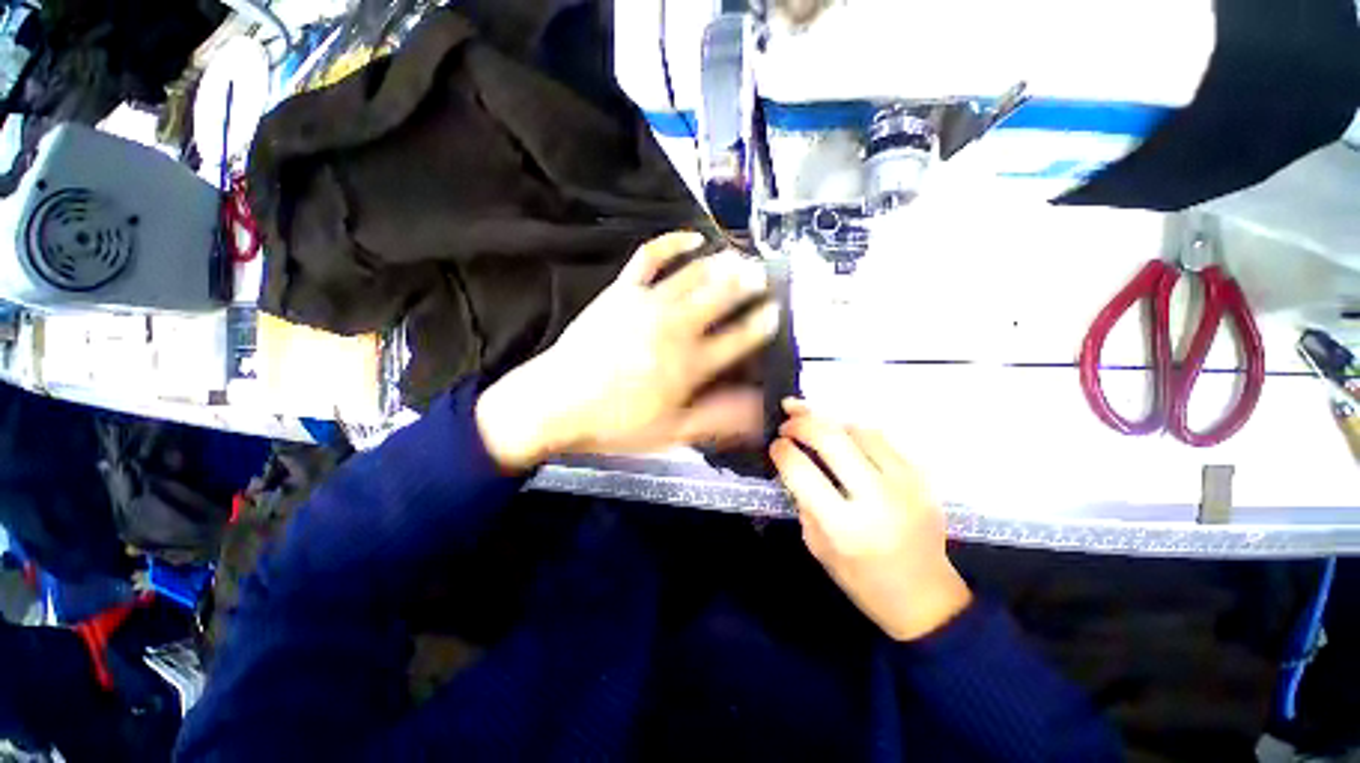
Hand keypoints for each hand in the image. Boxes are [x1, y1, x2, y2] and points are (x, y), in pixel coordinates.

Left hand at [477, 231, 779, 470]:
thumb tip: (756, 409)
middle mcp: (676, 328)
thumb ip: (716, 417)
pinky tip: (691, 236)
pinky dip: (673, 242)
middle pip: (721, 298)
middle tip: (764, 275)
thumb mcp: (671, 432)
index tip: (775, 313)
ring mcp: (648, 304)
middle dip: (748, 285)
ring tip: (741, 256)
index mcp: (690, 364)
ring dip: (722, 263)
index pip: (738, 338)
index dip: (760, 325)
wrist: (557, 403)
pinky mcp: (622, 291)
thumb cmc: (616, 423)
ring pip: (694, 275)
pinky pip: (651, 257)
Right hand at [771, 399, 971, 641]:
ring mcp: (905, 483)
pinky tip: (843, 437)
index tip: (775, 445)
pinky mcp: (922, 476)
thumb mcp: (817, 545)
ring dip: (829, 423)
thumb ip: (803, 500)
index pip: (802, 470)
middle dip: (802, 423)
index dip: (782, 450)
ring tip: (813, 427)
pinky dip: (854, 431)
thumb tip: (791, 458)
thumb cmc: (862, 579)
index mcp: (844, 527)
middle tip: (787, 424)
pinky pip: (881, 437)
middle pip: (831, 438)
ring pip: (857, 429)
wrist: (926, 597)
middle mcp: (877, 499)